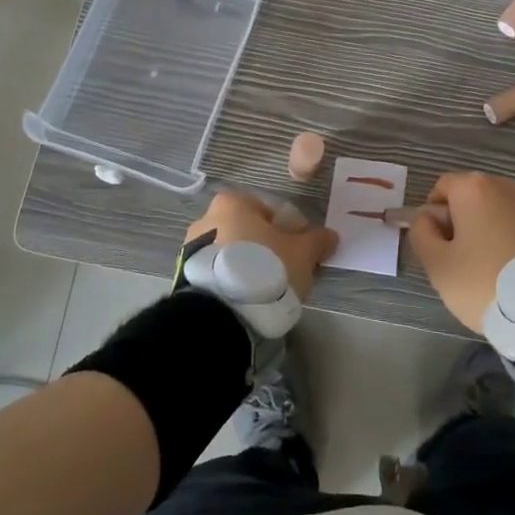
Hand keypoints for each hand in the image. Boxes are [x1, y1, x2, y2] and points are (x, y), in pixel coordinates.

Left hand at [186, 191, 336, 299]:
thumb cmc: (264, 269)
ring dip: (249, 265)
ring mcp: (192, 247)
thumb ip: (317, 241)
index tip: (302, 254)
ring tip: (266, 292)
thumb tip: (330, 235)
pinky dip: (232, 280)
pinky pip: (218, 272)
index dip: (293, 232)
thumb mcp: (302, 254)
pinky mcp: (185, 275)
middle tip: (286, 273)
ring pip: (233, 252)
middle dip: (269, 249)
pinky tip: (246, 299)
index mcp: (234, 202)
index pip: (272, 211)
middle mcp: (208, 217)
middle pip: (250, 231)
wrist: (219, 313)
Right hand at [409, 172, 514, 331]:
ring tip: (491, 266)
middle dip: (462, 220)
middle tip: (461, 258)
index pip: (442, 187)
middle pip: (473, 196)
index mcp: (474, 189)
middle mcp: (506, 186)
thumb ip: (421, 233)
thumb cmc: (483, 282)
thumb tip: (427, 219)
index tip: (437, 244)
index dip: (433, 213)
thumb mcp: (437, 264)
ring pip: (500, 210)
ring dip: (490, 228)